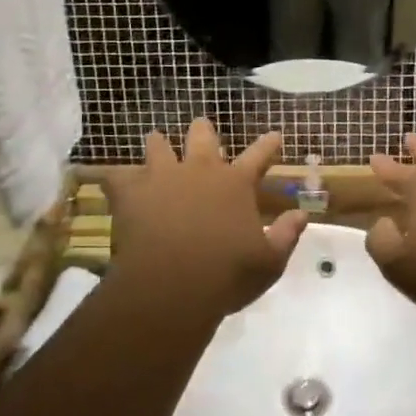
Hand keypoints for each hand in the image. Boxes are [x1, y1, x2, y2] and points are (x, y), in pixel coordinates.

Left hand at [107, 119, 306, 318]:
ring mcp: (162, 176)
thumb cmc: (226, 275)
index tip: (275, 135)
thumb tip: (302, 214)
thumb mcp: (269, 262)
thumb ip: (286, 235)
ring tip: (155, 145)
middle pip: (202, 135)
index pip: (259, 155)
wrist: (171, 286)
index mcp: (235, 183)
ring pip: (157, 145)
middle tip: (202, 130)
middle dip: (203, 131)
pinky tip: (112, 182)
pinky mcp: (131, 191)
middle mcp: (200, 169)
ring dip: (158, 146)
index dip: (268, 144)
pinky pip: (117, 176)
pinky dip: (117, 179)